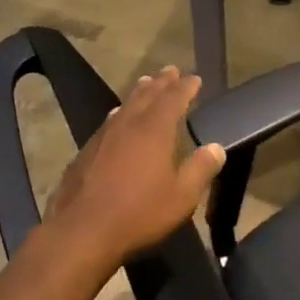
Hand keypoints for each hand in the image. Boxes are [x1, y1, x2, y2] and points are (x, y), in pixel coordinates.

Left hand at [43, 66, 225, 268]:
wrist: (83, 229)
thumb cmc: (139, 213)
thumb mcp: (181, 197)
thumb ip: (200, 169)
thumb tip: (216, 147)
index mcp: (154, 130)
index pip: (174, 98)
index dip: (186, 87)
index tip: (194, 78)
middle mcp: (128, 124)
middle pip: (147, 95)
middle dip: (161, 82)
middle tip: (170, 70)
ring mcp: (104, 135)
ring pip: (125, 104)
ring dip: (139, 93)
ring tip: (146, 84)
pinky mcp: (87, 150)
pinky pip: (109, 121)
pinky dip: (120, 113)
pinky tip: (117, 117)